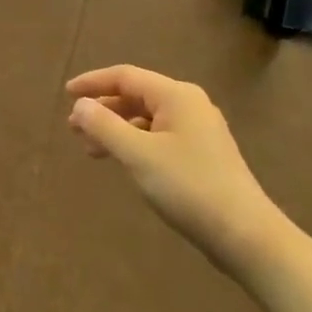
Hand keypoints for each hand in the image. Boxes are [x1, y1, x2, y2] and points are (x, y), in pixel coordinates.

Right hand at [65, 65, 278, 271]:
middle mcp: (189, 105)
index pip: (125, 76)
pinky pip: (159, 136)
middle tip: (73, 127)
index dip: (93, 83)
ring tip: (91, 149)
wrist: (245, 235)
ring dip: (116, 129)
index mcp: (176, 95)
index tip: (65, 94)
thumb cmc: (189, 187)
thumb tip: (79, 105)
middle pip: (136, 96)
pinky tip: (123, 161)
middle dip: (103, 109)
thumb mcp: (138, 155)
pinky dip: (135, 143)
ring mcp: (198, 130)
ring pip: (147, 119)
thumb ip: (105, 127)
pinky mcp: (202, 154)